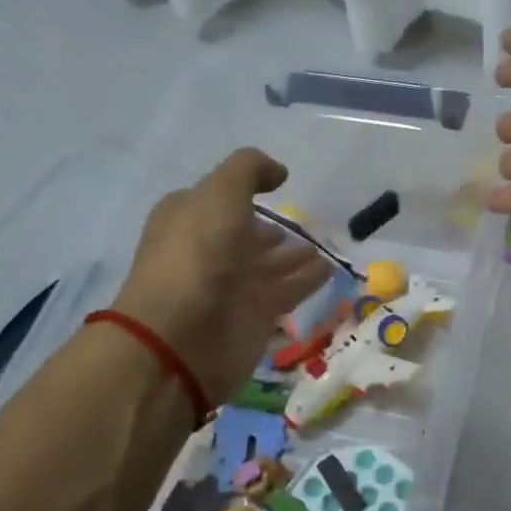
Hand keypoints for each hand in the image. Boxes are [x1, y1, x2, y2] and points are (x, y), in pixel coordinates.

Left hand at [110, 148, 330, 405]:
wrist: (181, 339)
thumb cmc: (196, 256)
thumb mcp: (219, 194)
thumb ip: (249, 171)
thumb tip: (279, 172)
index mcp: (188, 219)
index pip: (215, 200)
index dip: (241, 190)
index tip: (275, 184)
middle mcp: (208, 250)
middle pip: (244, 234)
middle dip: (268, 229)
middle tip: (303, 222)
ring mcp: (232, 285)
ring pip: (269, 264)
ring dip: (293, 255)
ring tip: (323, 245)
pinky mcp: (255, 315)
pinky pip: (288, 291)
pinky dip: (308, 280)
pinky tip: (329, 268)